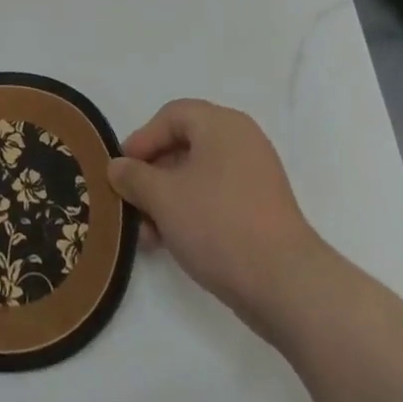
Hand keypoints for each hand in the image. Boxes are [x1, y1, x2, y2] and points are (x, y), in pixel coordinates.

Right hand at [108, 99, 328, 338]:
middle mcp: (241, 141)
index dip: (141, 140)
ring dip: (167, 198)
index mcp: (221, 125)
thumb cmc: (218, 225)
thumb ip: (134, 177)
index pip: (171, 116)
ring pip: (197, 176)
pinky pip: (216, 197)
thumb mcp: (163, 197)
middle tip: (130, 202)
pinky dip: (190, 211)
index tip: (121, 171)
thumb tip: (117, 167)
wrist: (285, 285)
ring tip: (146, 233)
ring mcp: (255, 176)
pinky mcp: (262, 209)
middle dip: (151, 175)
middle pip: (183, 145)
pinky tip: (171, 242)